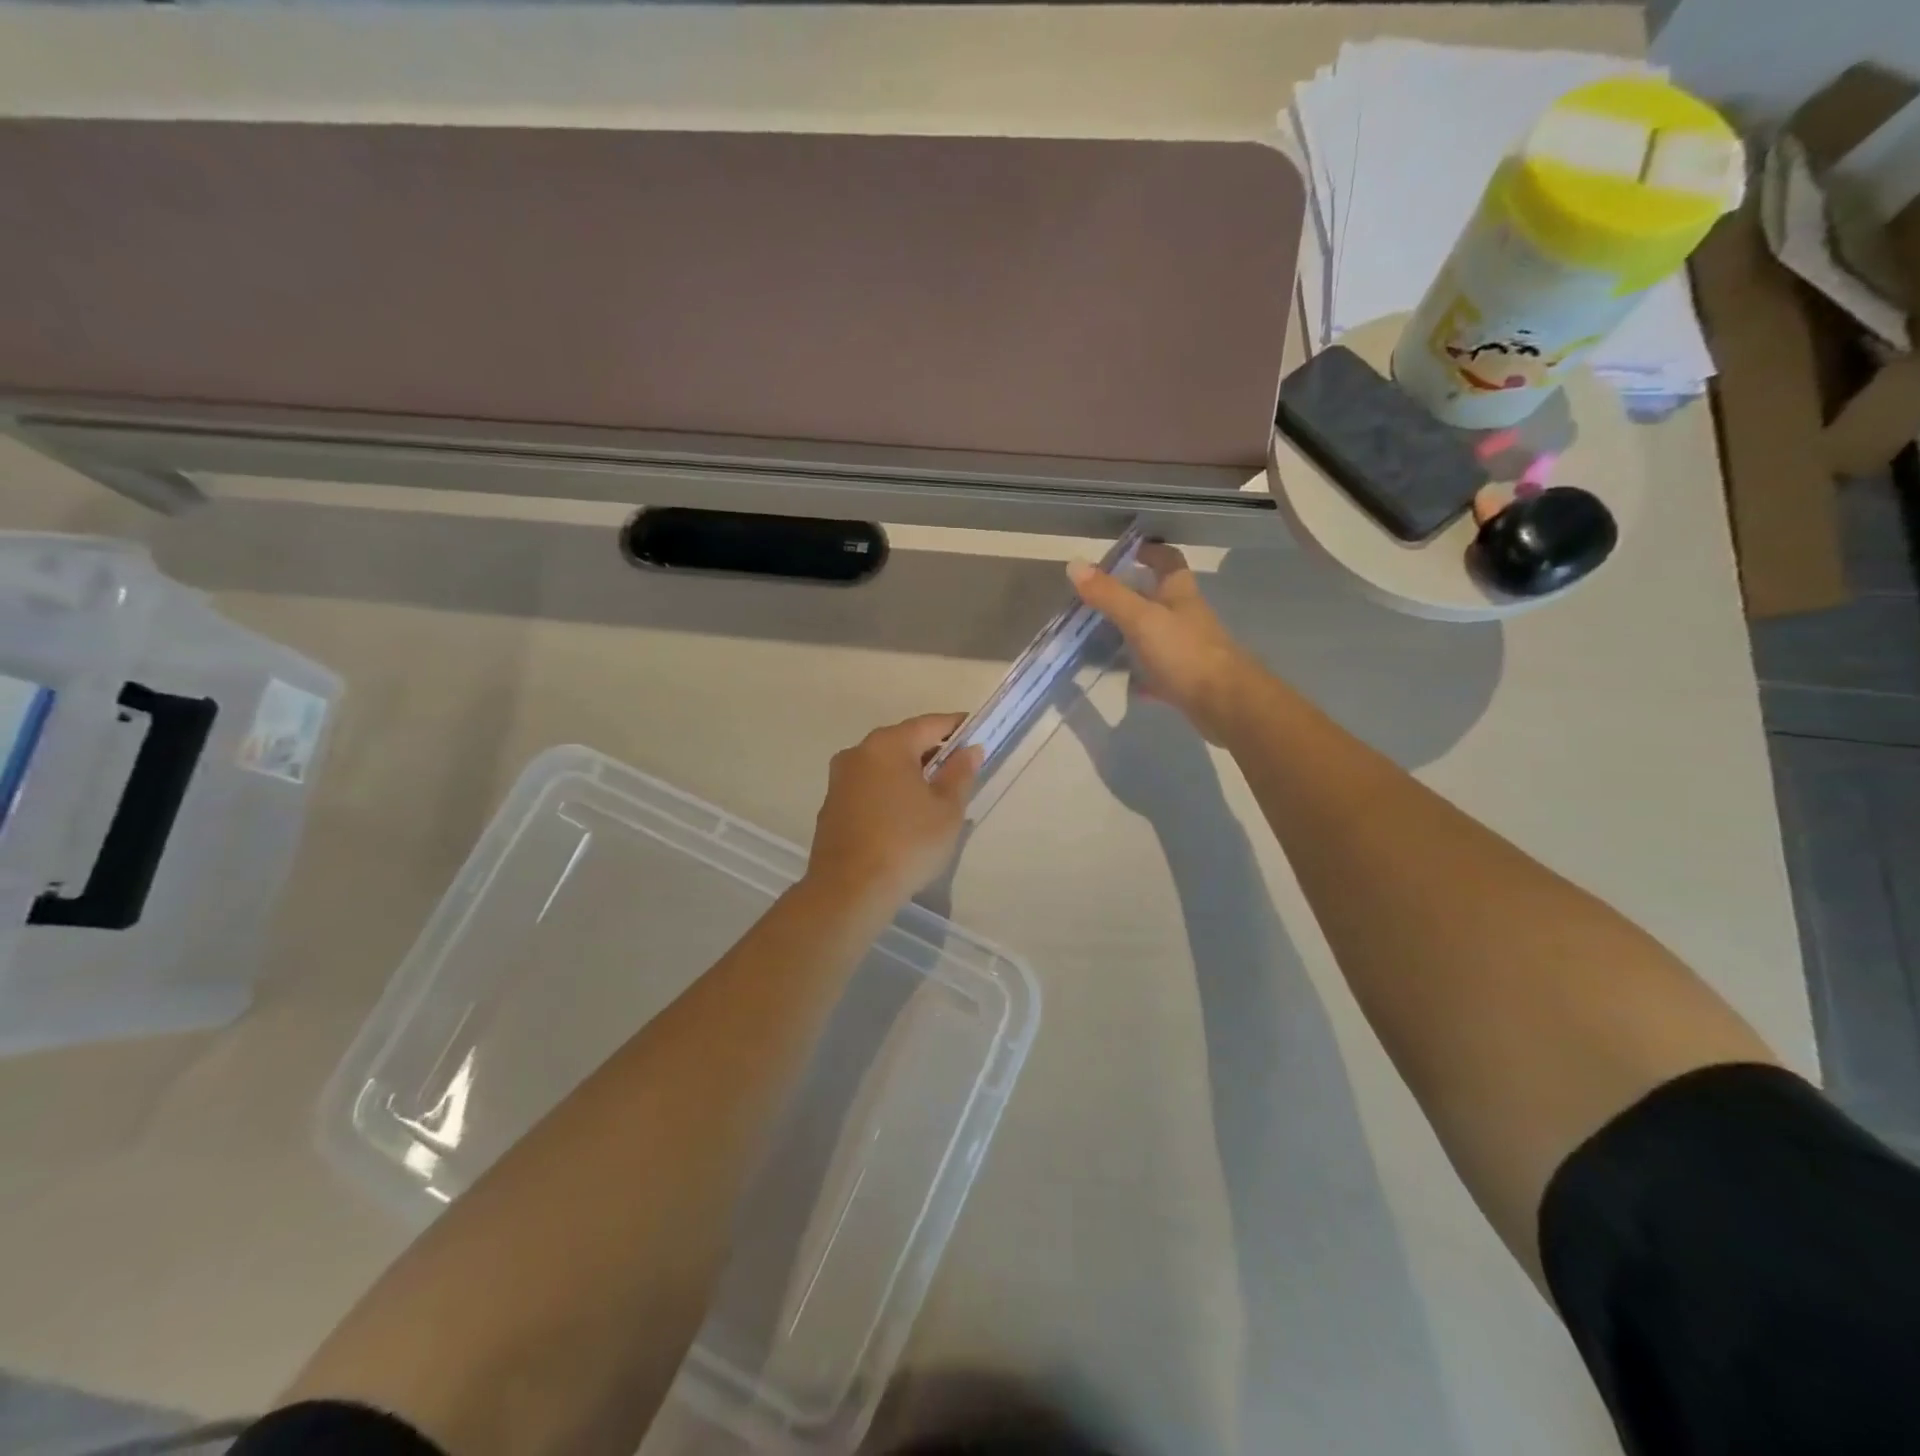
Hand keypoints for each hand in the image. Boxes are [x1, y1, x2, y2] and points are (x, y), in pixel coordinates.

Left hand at [806, 713, 982, 906]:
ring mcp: (840, 779)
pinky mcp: (832, 804)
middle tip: (959, 768)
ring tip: (934, 794)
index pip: (930, 724)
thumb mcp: (946, 810)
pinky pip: (869, 785)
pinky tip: (904, 814)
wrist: (849, 890)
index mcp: (888, 745)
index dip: (957, 727)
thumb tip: (969, 750)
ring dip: (909, 772)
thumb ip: (959, 774)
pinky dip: (889, 790)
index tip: (977, 734)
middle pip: (904, 741)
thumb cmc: (907, 843)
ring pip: (884, 764)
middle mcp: (859, 752)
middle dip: (932, 750)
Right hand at [1068, 543, 1262, 744]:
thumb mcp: (1140, 619)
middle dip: (1136, 592)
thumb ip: (1109, 594)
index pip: (1169, 561)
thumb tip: (1074, 564)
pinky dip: (1141, 672)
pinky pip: (1158, 670)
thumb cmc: (1184, 652)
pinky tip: (1124, 679)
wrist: (1223, 702)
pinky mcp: (1185, 679)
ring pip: (1158, 633)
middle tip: (1102, 596)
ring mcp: (1187, 649)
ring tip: (1102, 635)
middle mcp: (1186, 617)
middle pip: (1161, 597)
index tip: (1130, 550)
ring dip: (1135, 631)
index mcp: (1180, 594)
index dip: (1152, 552)